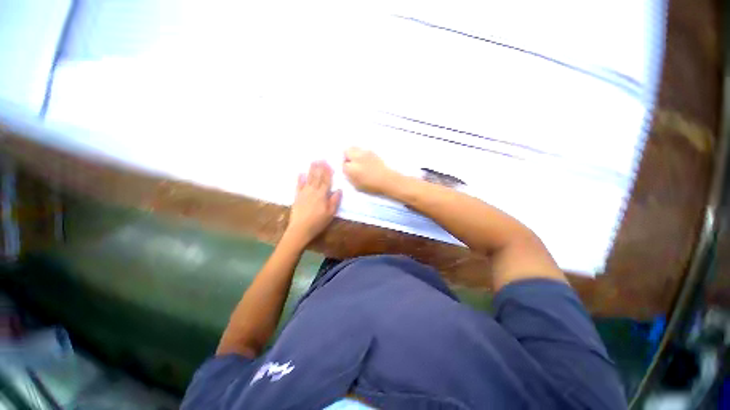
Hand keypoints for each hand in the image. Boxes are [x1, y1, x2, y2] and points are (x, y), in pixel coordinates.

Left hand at [285, 161, 341, 245]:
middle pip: (317, 177)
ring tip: (313, 162)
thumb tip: (339, 189)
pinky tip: (301, 173)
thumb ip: (335, 201)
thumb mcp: (330, 213)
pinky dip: (300, 179)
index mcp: (322, 195)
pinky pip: (298, 186)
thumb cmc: (318, 222)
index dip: (328, 172)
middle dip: (319, 167)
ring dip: (311, 170)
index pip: (326, 181)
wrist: (300, 229)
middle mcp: (313, 191)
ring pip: (309, 179)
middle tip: (321, 158)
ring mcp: (304, 193)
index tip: (329, 163)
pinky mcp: (297, 197)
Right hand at [343, 147, 398, 193]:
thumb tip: (347, 171)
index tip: (348, 171)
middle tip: (350, 163)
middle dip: (346, 157)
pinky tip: (365, 160)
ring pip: (353, 148)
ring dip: (353, 153)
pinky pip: (362, 149)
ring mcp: (364, 153)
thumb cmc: (372, 185)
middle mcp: (356, 158)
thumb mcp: (357, 185)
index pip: (343, 164)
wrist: (386, 179)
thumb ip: (350, 177)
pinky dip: (361, 153)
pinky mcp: (371, 151)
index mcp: (351, 169)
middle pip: (346, 152)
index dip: (345, 168)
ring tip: (357, 160)